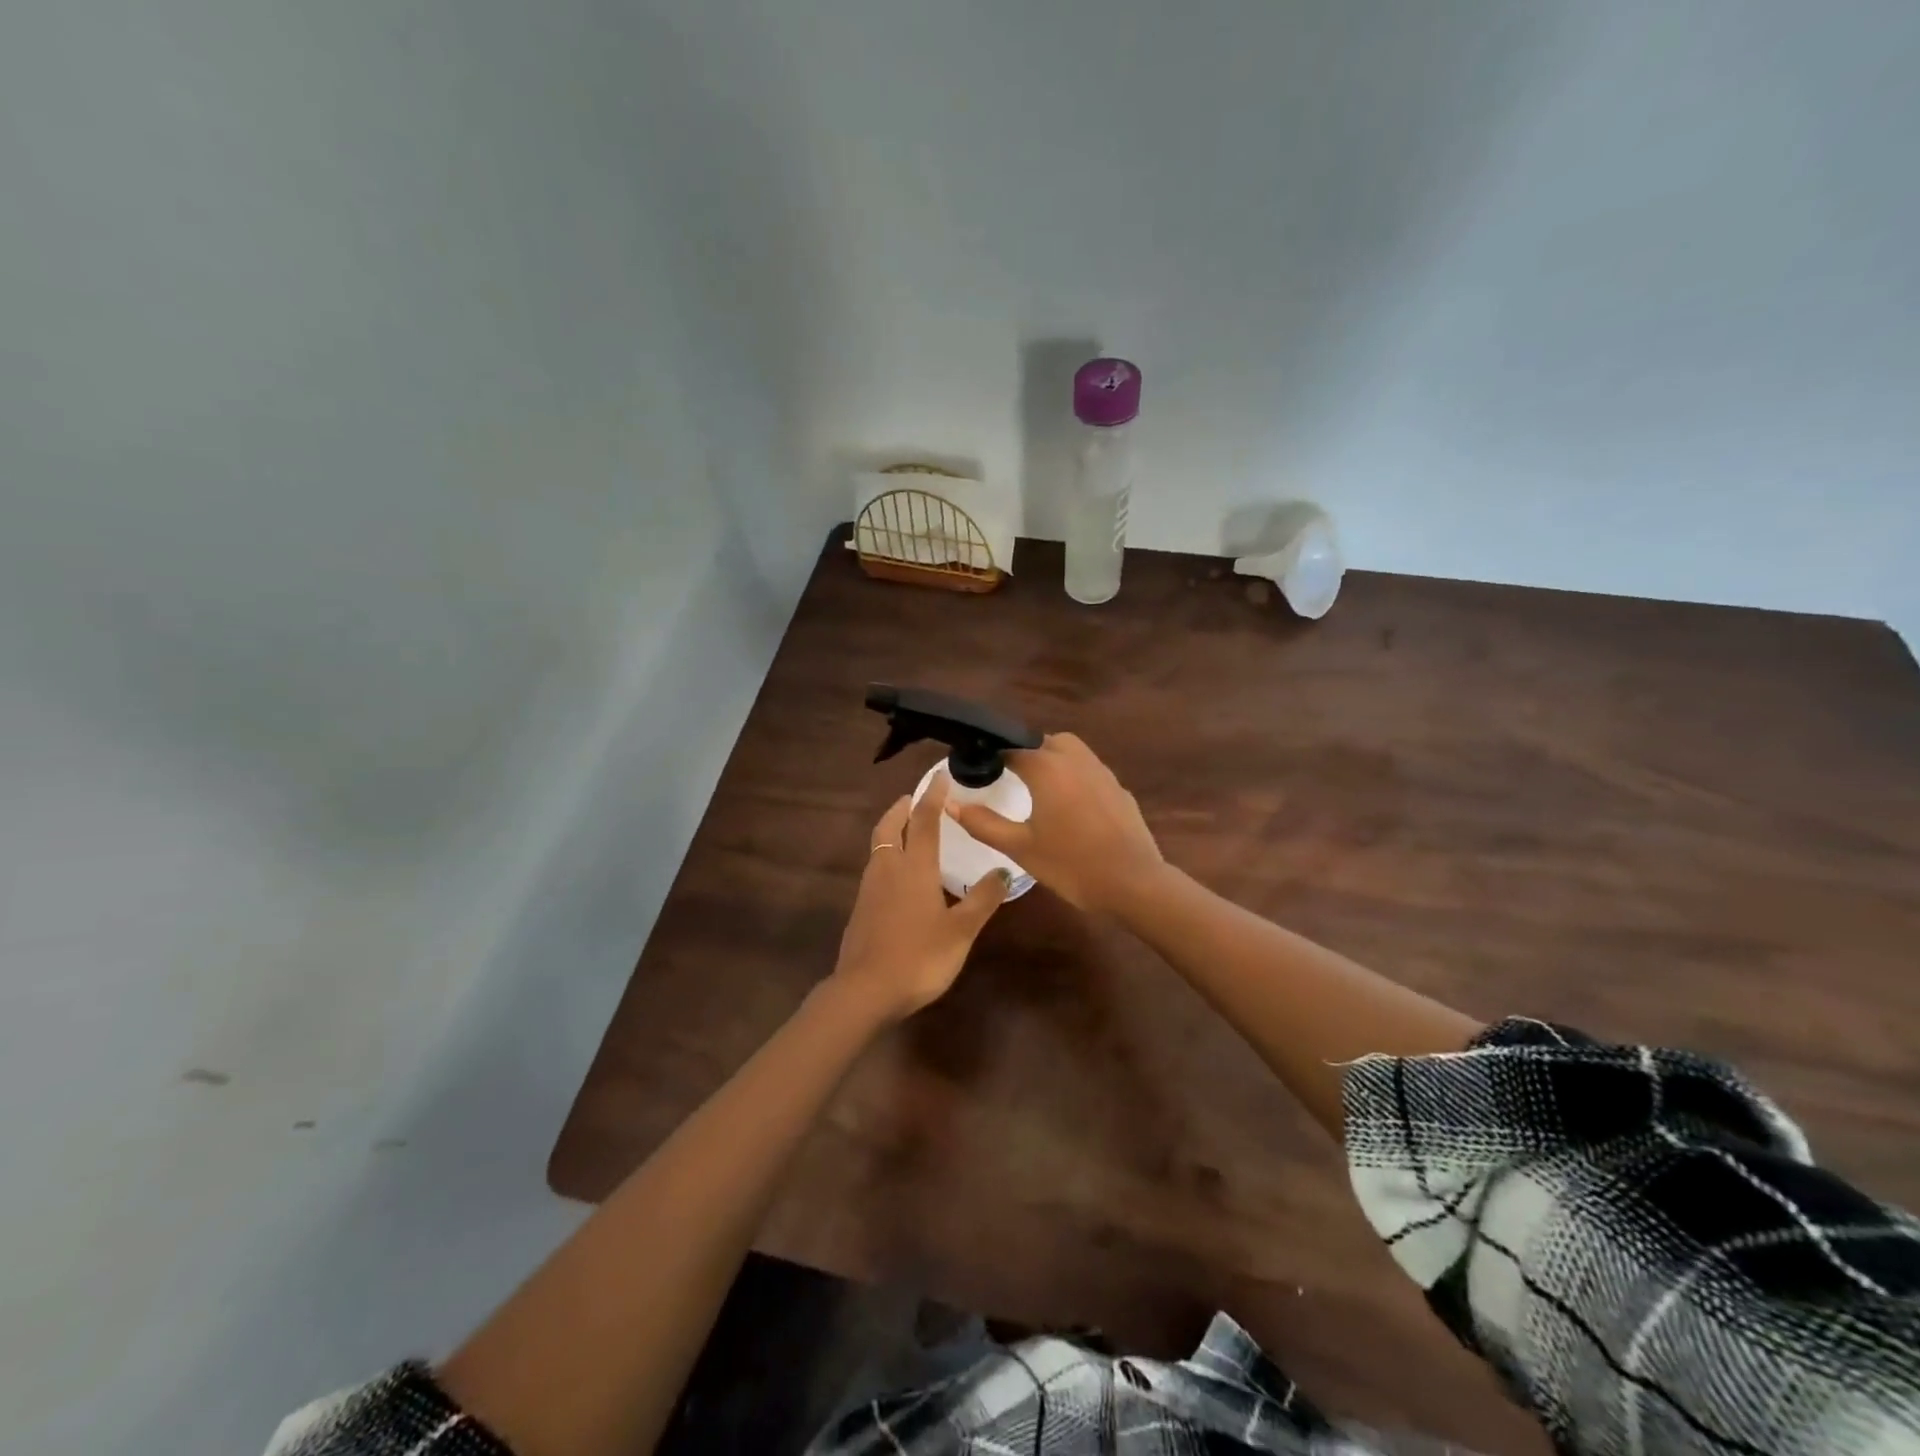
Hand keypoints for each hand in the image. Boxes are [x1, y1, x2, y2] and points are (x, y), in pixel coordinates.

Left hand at [831, 778, 1010, 1020]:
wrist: (865, 991)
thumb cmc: (919, 957)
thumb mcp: (961, 931)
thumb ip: (982, 899)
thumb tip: (1003, 871)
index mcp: (914, 867)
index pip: (924, 820)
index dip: (932, 796)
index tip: (940, 777)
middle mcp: (888, 869)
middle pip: (889, 826)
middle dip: (902, 807)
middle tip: (916, 799)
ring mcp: (869, 888)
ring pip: (879, 846)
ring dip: (892, 830)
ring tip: (910, 831)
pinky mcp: (861, 908)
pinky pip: (875, 868)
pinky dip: (887, 856)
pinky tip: (900, 876)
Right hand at [945, 732, 1163, 914]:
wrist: (1134, 883)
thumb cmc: (1071, 864)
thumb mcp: (1020, 847)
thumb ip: (983, 823)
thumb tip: (950, 803)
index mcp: (1047, 768)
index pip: (1012, 747)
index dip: (993, 755)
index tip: (979, 769)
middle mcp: (1076, 759)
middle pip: (1045, 741)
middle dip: (1026, 752)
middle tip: (1010, 777)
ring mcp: (1103, 772)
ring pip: (1072, 751)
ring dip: (1053, 760)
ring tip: (1038, 790)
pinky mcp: (1120, 789)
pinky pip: (1090, 771)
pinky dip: (1075, 777)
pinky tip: (1071, 808)